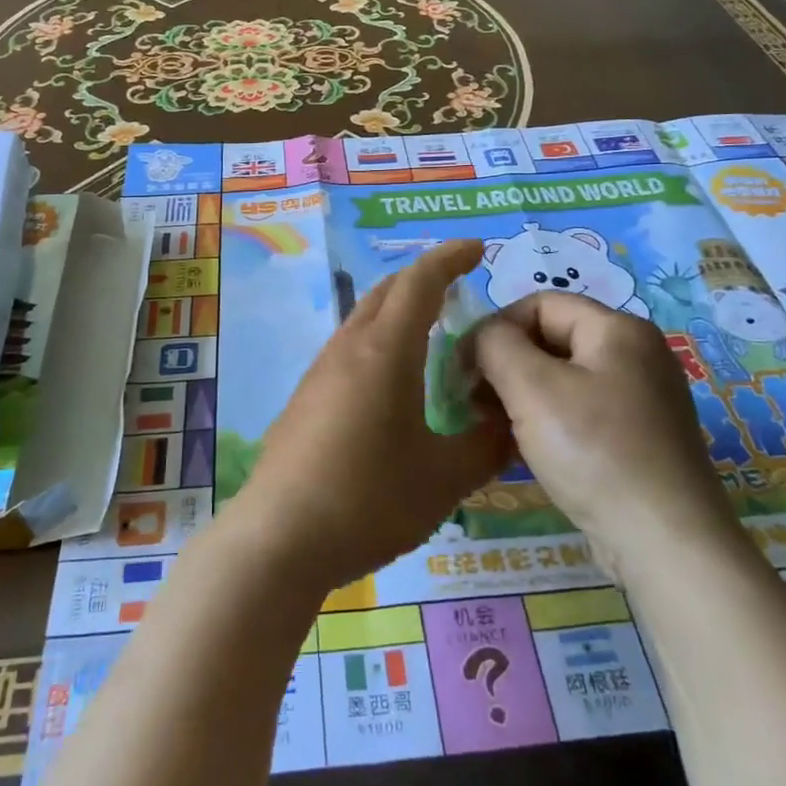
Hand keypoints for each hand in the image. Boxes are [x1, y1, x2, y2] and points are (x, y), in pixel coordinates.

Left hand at [229, 239, 512, 595]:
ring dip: (398, 309)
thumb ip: (485, 446)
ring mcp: (321, 372)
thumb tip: (508, 423)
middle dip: (424, 278)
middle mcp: (349, 349)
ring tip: (432, 328)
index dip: (450, 258)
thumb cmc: (368, 500)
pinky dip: (380, 339)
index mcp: (385, 352)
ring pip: (364, 318)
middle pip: (387, 292)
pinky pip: (350, 348)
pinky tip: (394, 378)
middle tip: (459, 284)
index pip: (420, 283)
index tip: (477, 248)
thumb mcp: (443, 479)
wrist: (278, 538)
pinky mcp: (306, 398)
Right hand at [470, 292, 739, 575]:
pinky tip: (524, 449)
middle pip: (552, 339)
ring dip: (521, 395)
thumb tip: (482, 338)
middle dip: (506, 364)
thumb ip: (495, 345)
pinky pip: (581, 412)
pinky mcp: (639, 438)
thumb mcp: (531, 388)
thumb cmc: (595, 452)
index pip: (539, 304)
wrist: (666, 545)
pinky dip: (547, 421)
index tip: (464, 369)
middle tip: (473, 401)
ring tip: (493, 426)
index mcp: (618, 328)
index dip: (495, 328)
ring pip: (563, 379)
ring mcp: (642, 398)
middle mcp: (636, 354)